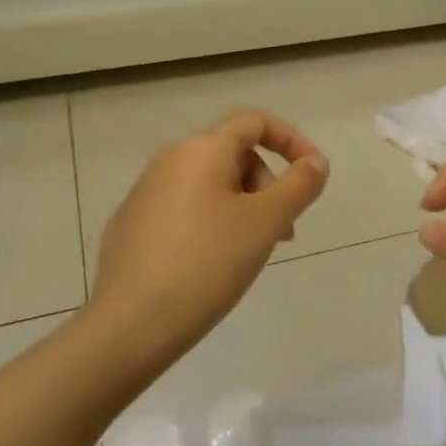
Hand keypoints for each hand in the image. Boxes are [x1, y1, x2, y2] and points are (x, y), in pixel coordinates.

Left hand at [88, 110, 328, 371]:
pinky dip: (210, 223)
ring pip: (209, 185)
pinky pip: (183, 209)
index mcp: (202, 150)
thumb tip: (315, 163)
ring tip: (250, 252)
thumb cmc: (208, 263)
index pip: (255, 122)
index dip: (291, 140)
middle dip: (267, 185)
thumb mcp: (266, 223)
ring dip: (242, 207)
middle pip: (233, 154)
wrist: (131, 324)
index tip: (312, 175)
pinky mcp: (130, 225)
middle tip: (282, 231)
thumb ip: (299, 185)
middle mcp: (169, 160)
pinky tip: (211, 266)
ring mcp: (144, 193)